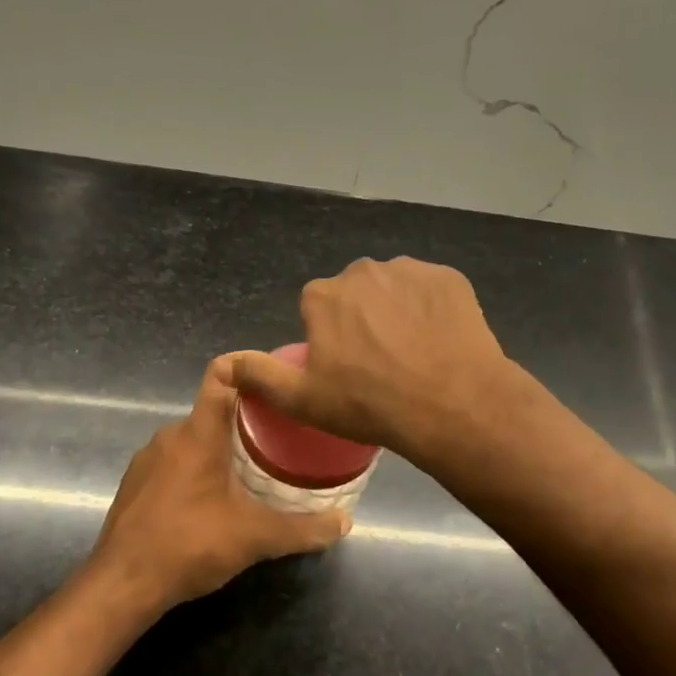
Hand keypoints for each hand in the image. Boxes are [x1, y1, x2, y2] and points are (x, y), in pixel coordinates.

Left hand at [87, 355, 350, 613]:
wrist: (122, 584)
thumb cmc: (189, 545)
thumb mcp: (255, 537)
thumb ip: (303, 529)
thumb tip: (345, 522)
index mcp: (198, 432)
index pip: (221, 374)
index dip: (248, 366)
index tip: (277, 379)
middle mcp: (169, 435)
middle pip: (213, 409)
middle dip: (246, 419)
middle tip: (281, 437)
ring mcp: (147, 459)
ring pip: (193, 438)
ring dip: (221, 447)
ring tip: (253, 469)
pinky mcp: (135, 483)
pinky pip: (174, 460)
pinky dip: (197, 468)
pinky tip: (214, 499)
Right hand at [228, 257, 517, 460]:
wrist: (452, 405)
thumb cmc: (369, 404)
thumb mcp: (303, 400)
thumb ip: (259, 376)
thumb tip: (223, 363)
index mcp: (323, 296)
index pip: (317, 309)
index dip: (330, 338)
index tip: (347, 368)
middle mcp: (362, 270)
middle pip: (356, 294)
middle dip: (363, 319)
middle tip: (381, 363)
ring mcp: (409, 270)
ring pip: (394, 289)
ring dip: (398, 311)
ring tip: (414, 353)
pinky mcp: (449, 277)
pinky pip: (431, 290)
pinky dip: (432, 309)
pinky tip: (440, 340)